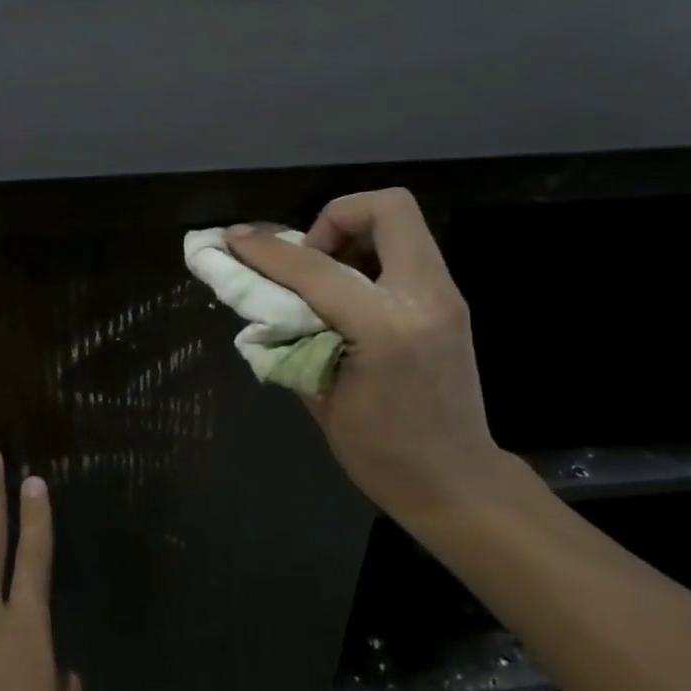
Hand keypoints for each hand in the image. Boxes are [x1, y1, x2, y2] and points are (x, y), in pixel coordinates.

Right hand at [227, 188, 510, 523]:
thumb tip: (264, 305)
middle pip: (388, 207)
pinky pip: (406, 254)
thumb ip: (292, 340)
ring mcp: (445, 297)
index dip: (267, 250)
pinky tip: (348, 298)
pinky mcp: (449, 304)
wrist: (455, 482)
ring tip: (324, 279)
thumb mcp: (321, 399)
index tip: (235, 239)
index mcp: (386, 327)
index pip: (316, 268)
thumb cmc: (382, 455)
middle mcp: (424, 297)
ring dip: (354, 236)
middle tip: (307, 257)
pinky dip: (370, 258)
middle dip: (335, 217)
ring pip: (401, 225)